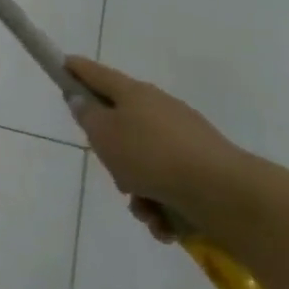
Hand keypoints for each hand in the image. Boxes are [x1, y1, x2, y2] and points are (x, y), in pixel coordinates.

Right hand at [65, 56, 251, 240]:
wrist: (225, 194)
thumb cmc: (151, 156)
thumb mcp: (103, 133)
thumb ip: (86, 115)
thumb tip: (82, 100)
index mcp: (134, 93)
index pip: (97, 74)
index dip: (76, 69)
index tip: (62, 65)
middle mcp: (160, 110)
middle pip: (122, 124)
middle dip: (112, 152)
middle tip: (109, 167)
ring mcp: (185, 140)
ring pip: (144, 162)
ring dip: (137, 188)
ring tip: (144, 209)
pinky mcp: (204, 170)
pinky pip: (168, 185)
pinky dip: (162, 205)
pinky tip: (164, 223)